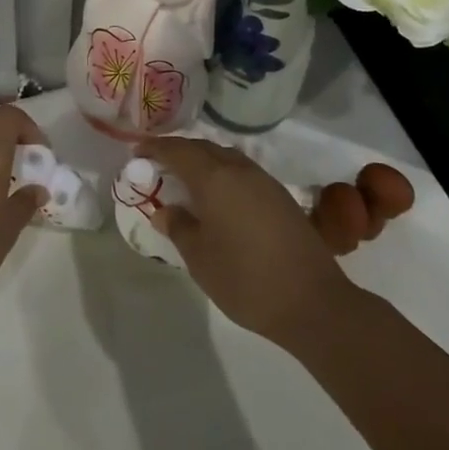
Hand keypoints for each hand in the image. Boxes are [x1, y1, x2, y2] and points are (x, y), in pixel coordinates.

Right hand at [140, 136, 357, 346]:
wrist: (312, 301)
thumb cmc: (245, 279)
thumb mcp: (199, 258)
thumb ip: (178, 227)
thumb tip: (165, 210)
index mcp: (214, 178)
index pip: (177, 151)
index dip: (155, 148)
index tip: (137, 153)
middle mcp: (239, 169)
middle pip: (203, 148)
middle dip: (178, 152)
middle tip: (158, 165)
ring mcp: (264, 181)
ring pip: (225, 158)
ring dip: (203, 162)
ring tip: (187, 181)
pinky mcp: (281, 197)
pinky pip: (242, 172)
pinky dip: (223, 175)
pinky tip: (219, 198)